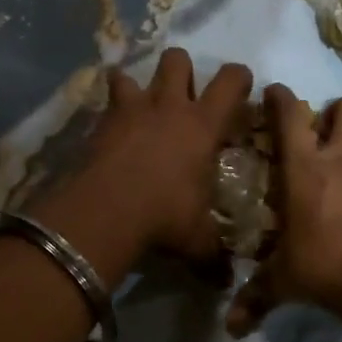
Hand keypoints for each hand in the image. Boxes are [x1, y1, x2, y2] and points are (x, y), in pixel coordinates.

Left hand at [55, 48, 253, 261]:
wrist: (106, 211)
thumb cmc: (165, 216)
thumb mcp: (197, 240)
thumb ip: (213, 256)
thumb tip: (226, 281)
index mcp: (203, 125)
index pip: (231, 81)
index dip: (239, 78)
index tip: (240, 90)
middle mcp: (169, 106)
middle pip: (177, 60)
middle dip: (182, 70)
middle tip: (183, 97)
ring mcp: (131, 109)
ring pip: (134, 73)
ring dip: (138, 85)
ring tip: (139, 107)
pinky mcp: (101, 122)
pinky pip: (105, 102)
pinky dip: (109, 110)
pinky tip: (110, 130)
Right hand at [227, 84, 341, 337]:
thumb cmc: (322, 266)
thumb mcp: (282, 281)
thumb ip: (255, 298)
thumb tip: (232, 328)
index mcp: (304, 168)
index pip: (291, 114)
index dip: (280, 97)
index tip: (272, 93)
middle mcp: (340, 159)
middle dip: (333, 110)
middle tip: (317, 131)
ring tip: (336, 168)